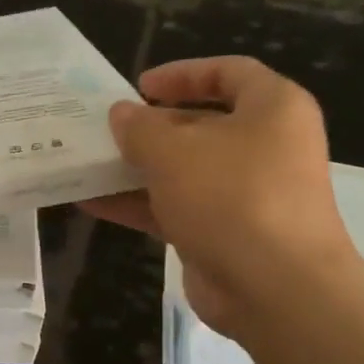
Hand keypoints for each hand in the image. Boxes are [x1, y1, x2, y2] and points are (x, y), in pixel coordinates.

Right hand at [81, 57, 358, 343]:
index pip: (229, 73)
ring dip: (137, 168)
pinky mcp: (226, 234)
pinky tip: (93, 203)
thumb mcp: (174, 151)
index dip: (183, 74)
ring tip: (88, 164)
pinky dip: (139, 204)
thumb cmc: (232, 197)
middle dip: (151, 127)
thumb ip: (140, 128)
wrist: (276, 290)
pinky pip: (177, 209)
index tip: (140, 86)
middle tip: (106, 129)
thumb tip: (121, 114)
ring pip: (185, 171)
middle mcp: (265, 147)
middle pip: (202, 125)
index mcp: (273, 110)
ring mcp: (246, 194)